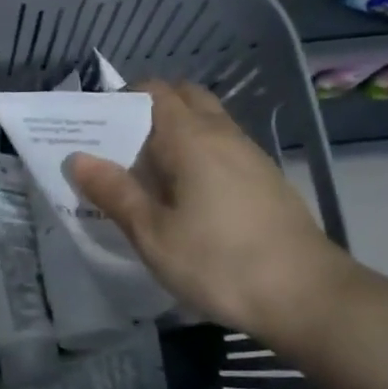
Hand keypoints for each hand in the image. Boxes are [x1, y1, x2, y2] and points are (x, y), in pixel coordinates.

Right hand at [66, 81, 356, 343]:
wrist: (309, 296)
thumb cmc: (220, 263)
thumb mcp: (154, 235)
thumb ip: (115, 193)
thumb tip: (78, 158)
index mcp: (192, 138)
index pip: (154, 91)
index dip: (122, 100)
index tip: (97, 127)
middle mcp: (223, 135)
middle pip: (184, 98)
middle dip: (149, 110)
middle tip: (120, 147)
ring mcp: (250, 155)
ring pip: (206, 123)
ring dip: (174, 133)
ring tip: (146, 173)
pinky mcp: (265, 179)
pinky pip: (222, 147)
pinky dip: (197, 153)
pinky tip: (185, 195)